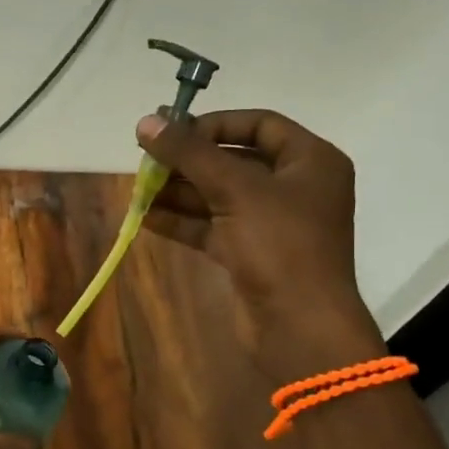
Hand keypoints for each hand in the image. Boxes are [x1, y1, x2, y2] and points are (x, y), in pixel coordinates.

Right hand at [137, 108, 385, 380]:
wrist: (299, 326)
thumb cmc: (279, 245)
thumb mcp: (235, 189)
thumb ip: (189, 153)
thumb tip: (145, 122)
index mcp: (310, 161)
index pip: (259, 124)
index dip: (213, 124)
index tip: (172, 132)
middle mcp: (294, 188)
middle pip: (234, 160)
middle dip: (188, 162)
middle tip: (146, 161)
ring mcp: (272, 224)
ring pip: (219, 197)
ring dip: (179, 192)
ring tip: (138, 189)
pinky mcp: (251, 255)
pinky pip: (213, 228)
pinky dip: (182, 221)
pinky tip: (145, 217)